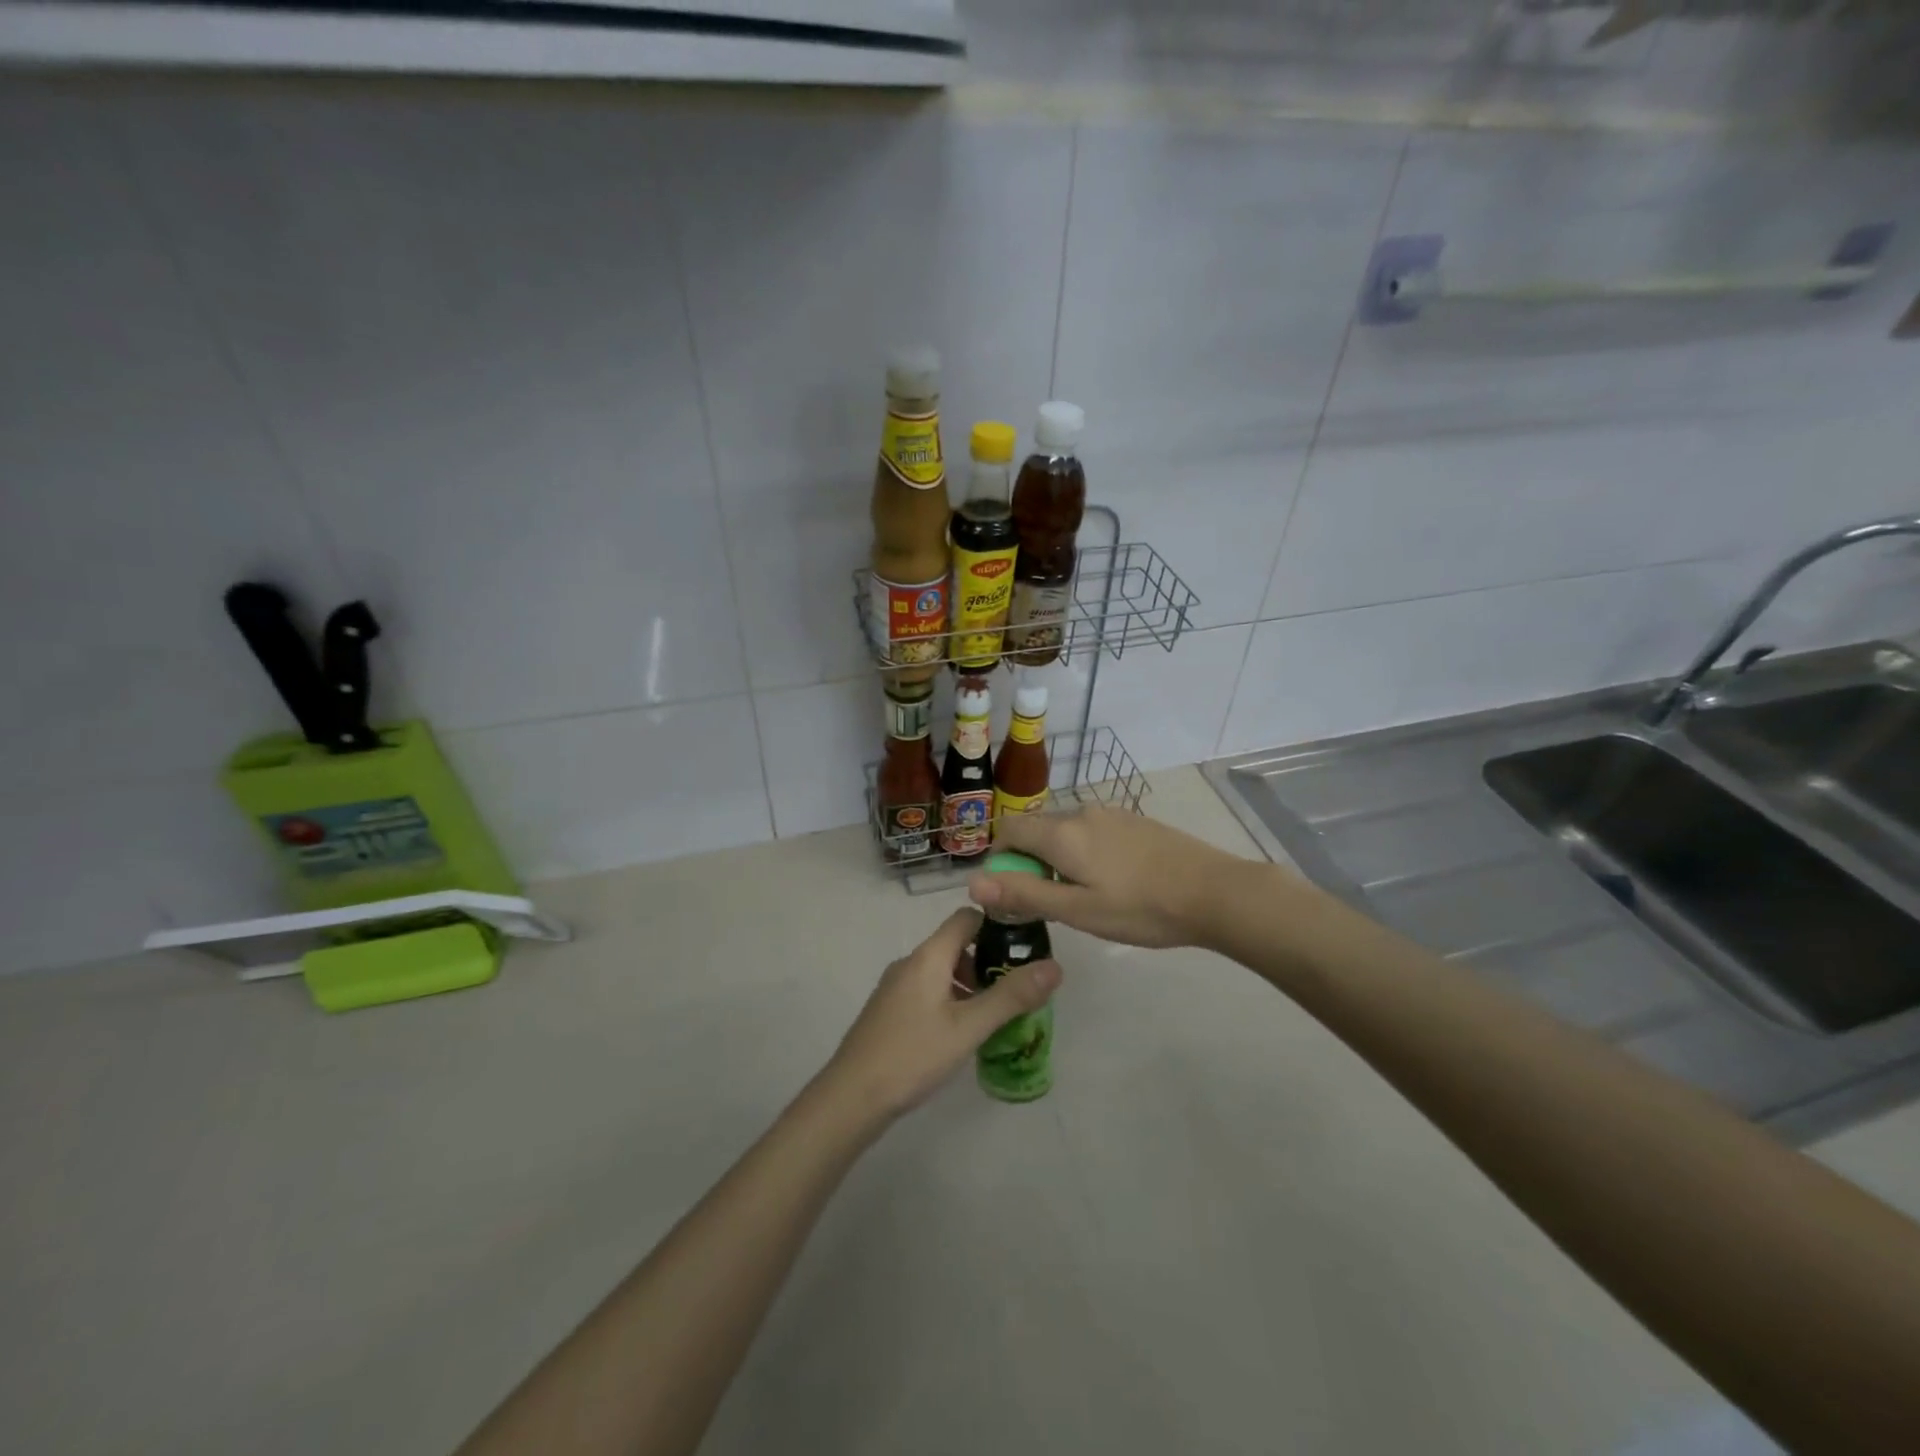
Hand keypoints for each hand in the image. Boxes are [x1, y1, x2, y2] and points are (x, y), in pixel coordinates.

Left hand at [819, 908, 1060, 1122]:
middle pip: (955, 944)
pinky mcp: (889, 1010)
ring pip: (942, 970)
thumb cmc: (913, 1055)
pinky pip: (928, 990)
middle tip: (1016, 990)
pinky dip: (951, 999)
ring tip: (995, 1015)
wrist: (851, 1097)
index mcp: (928, 956)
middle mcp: (910, 962)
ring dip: (970, 984)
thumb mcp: (969, 1028)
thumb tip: (1055, 966)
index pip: (966, 918)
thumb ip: (1011, 997)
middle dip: (988, 961)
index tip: (1025, 945)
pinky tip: (962, 1032)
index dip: (997, 924)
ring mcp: (895, 986)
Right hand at [967, 803, 1244, 948]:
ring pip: (1066, 830)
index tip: (1013, 890)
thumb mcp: (1077, 910)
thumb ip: (1023, 894)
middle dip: (1030, 860)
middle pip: (1037, 828)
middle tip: (1050, 901)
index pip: (1009, 828)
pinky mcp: (1135, 821)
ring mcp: (1111, 814)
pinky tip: (1114, 882)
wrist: (1214, 891)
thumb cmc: (1140, 908)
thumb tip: (971, 882)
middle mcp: (1081, 812)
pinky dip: (1085, 852)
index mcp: (1061, 833)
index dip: (1000, 857)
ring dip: (1059, 857)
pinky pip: (1092, 831)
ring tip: (1085, 896)